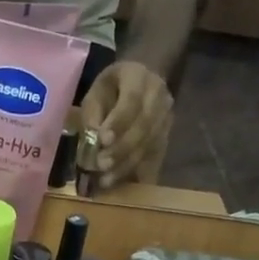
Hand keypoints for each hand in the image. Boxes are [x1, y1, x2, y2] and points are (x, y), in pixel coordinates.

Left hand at [79, 61, 172, 188]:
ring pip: (149, 144)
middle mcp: (158, 96)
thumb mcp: (96, 91)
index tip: (102, 140)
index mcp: (138, 77)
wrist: (143, 79)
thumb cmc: (112, 87)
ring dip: (126, 164)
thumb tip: (92, 140)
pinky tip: (120, 182)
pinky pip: (153, 156)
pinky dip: (136, 171)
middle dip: (121, 148)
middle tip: (100, 165)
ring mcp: (166, 117)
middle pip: (144, 125)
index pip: (131, 100)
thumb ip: (93, 113)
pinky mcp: (167, 136)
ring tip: (105, 180)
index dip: (118, 122)